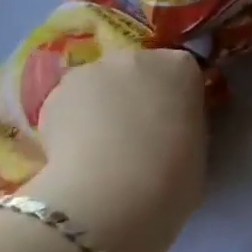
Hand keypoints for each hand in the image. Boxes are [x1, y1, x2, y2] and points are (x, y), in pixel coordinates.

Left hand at [23, 48, 206, 251]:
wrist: (113, 194)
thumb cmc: (173, 175)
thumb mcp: (197, 148)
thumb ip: (184, 125)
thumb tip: (170, 130)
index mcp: (180, 67)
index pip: (182, 74)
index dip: (176, 100)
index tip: (173, 125)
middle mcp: (137, 58)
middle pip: (138, 72)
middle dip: (136, 96)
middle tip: (136, 137)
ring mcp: (92, 71)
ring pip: (100, 87)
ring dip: (101, 108)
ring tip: (99, 150)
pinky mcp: (54, 94)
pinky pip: (69, 106)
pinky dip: (71, 124)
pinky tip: (75, 156)